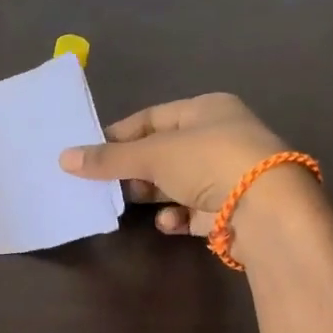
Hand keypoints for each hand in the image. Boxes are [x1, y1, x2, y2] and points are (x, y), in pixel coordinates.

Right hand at [59, 93, 299, 239]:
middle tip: (105, 183)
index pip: (152, 117)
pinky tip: (169, 222)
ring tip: (129, 204)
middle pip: (164, 152)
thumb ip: (108, 159)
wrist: (268, 210)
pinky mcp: (234, 209)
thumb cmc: (209, 162)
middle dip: (134, 169)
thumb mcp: (152, 155)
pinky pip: (195, 210)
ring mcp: (230, 174)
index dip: (119, 134)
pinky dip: (178, 216)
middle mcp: (221, 136)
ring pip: (177, 182)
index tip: (90, 153)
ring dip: (153, 195)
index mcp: (207, 109)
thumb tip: (63, 158)